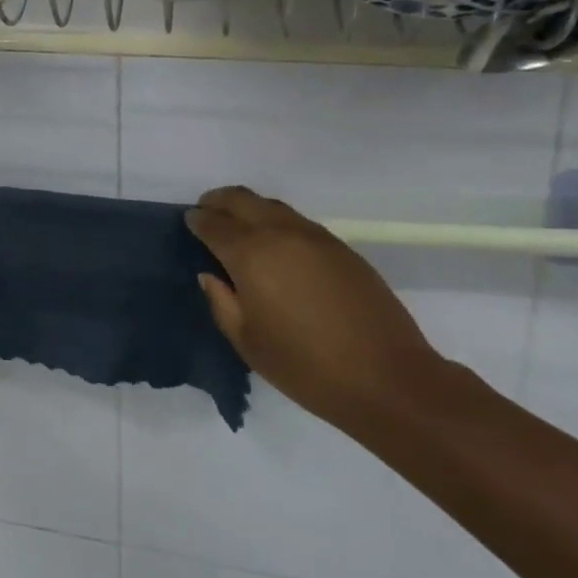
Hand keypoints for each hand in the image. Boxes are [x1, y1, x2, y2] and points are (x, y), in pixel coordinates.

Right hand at [187, 185, 445, 429]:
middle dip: (218, 201)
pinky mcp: (340, 247)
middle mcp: (279, 233)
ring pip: (271, 205)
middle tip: (208, 213)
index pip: (213, 224)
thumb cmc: (307, 367)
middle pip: (240, 199)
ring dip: (249, 208)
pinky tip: (277, 245)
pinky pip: (297, 221)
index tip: (190, 223)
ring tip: (240, 227)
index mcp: (250, 254)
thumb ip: (222, 302)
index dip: (197, 221)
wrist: (388, 378)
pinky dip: (276, 221)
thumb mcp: (248, 343)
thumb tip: (210, 275)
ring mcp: (314, 236)